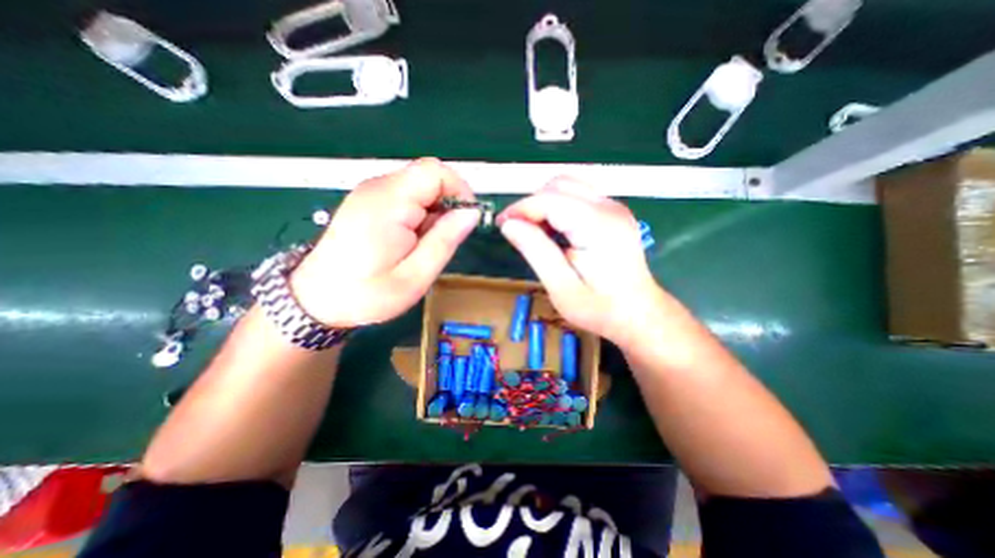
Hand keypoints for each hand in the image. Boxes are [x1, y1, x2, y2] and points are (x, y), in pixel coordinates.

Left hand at [290, 157, 479, 327]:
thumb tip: (471, 213)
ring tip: (425, 245)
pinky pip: (407, 196)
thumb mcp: (416, 276)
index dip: (459, 190)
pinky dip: (420, 214)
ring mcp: (371, 192)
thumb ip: (445, 240)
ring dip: (434, 212)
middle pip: (428, 177)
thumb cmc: (367, 294)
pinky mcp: (369, 200)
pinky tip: (411, 240)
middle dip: (447, 205)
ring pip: (420, 187)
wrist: (316, 299)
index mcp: (389, 203)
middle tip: (443, 240)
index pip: (435, 171)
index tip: (466, 220)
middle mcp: (378, 188)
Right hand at [497, 180, 666, 344]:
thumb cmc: (600, 309)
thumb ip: (536, 252)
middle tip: (518, 231)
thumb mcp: (561, 288)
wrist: (638, 314)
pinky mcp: (613, 212)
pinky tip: (554, 230)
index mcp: (597, 226)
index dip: (520, 209)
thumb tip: (509, 225)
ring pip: (568, 185)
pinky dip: (558, 206)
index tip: (502, 226)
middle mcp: (609, 207)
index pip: (549, 199)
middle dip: (532, 204)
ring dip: (544, 203)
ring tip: (535, 231)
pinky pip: (578, 196)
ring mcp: (614, 207)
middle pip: (559, 185)